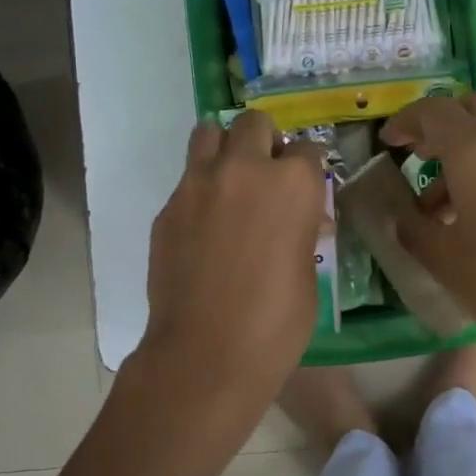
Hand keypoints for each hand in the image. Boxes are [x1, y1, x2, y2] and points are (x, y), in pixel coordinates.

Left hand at [130, 111, 327, 423]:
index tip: (306, 185)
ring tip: (230, 181)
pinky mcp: (168, 207)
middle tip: (266, 173)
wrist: (206, 352)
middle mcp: (245, 169)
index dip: (308, 167)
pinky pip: (187, 180)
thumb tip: (299, 222)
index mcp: (292, 183)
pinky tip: (204, 226)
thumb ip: (301, 230)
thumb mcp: (307, 271)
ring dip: (224, 148)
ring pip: (209, 133)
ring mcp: (199, 183)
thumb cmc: (276, 321)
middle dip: (265, 141)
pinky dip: (200, 190)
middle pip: (255, 123)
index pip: (307, 150)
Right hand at [380, 91, 475, 377]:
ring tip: (450, 199)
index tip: (389, 143)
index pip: (434, 111)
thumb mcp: (443, 259)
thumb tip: (400, 214)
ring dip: (473, 144)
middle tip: (422, 157)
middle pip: (474, 106)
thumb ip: (412, 226)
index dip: (405, 122)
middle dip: (443, 124)